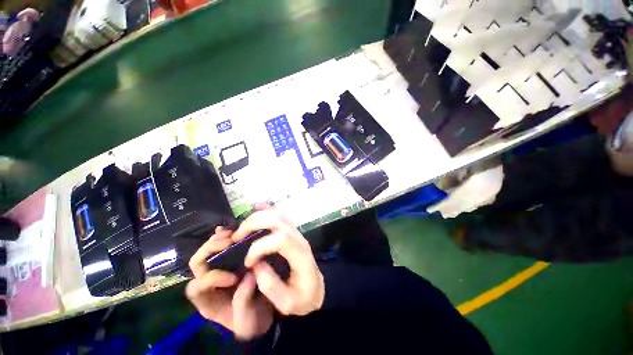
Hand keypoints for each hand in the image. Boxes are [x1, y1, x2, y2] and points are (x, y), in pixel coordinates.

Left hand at [186, 226, 273, 339]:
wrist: (260, 317)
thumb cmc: (251, 322)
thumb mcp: (246, 319)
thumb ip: (243, 300)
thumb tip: (249, 274)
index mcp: (208, 301)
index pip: (197, 286)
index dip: (212, 278)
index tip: (234, 278)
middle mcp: (209, 284)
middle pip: (197, 264)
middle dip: (210, 251)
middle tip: (229, 243)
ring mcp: (219, 271)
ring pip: (207, 253)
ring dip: (216, 241)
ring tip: (231, 234)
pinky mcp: (231, 263)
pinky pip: (221, 248)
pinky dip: (222, 237)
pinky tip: (227, 229)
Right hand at [231, 205, 324, 315]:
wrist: (316, 289)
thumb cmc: (303, 298)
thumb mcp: (287, 302)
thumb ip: (270, 285)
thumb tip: (255, 264)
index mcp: (300, 256)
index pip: (280, 240)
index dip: (260, 247)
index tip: (248, 262)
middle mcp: (299, 239)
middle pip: (278, 220)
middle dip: (254, 224)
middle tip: (236, 236)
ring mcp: (297, 233)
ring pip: (279, 214)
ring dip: (258, 217)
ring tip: (241, 228)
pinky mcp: (292, 232)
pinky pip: (281, 215)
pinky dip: (268, 210)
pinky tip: (257, 207)